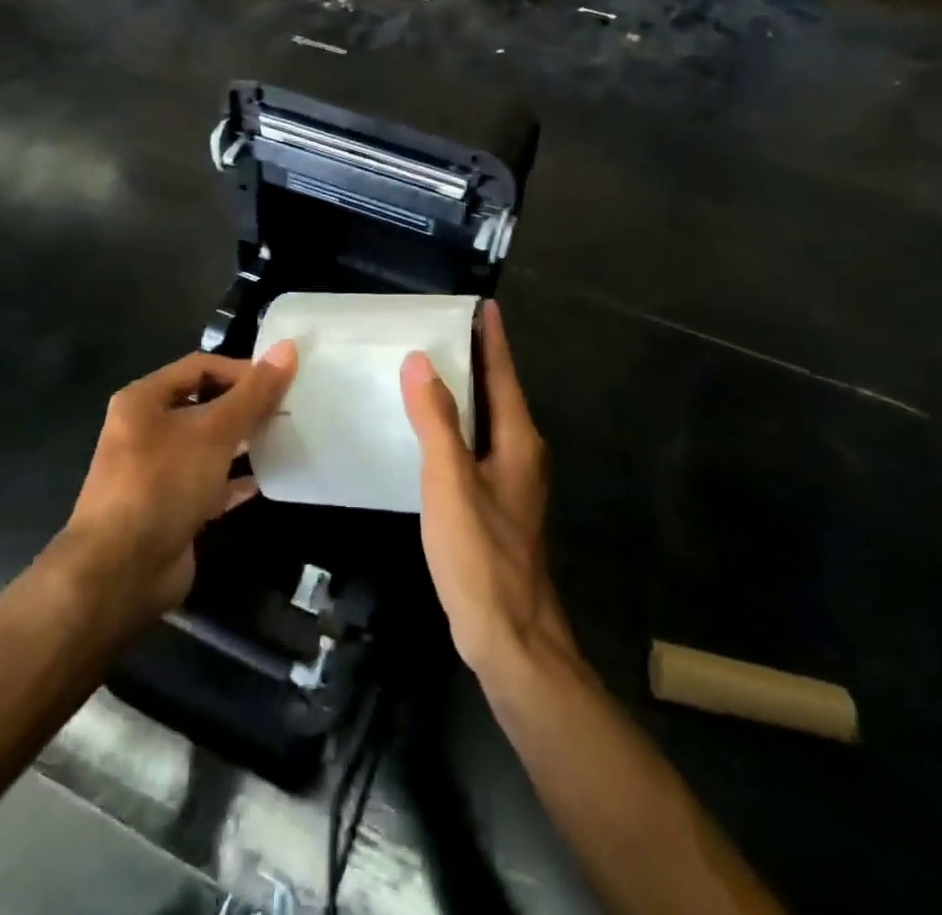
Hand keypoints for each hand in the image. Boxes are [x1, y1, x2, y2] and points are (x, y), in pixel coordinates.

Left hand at [63, 342, 295, 621]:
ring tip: (283, 438)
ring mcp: (156, 472)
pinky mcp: (170, 508)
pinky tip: (266, 479)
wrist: (120, 572)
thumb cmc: (163, 484)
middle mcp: (146, 430)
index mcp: (144, 400)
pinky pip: (209, 483)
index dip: (241, 370)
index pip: (200, 367)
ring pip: (208, 445)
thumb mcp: (213, 431)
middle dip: (244, 406)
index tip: (280, 383)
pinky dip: (235, 480)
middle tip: (287, 409)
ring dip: (242, 442)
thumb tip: (288, 347)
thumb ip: (253, 392)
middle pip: (204, 404)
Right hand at [401, 303, 574, 678]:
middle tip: (441, 329)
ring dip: (465, 393)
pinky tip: (429, 432)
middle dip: (476, 359)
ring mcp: (510, 482)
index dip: (492, 338)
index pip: (503, 374)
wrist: (509, 638)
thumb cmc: (481, 555)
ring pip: (487, 421)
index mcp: (517, 440)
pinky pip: (475, 447)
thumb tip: (420, 362)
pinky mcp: (495, 505)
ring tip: (429, 370)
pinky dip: (456, 427)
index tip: (482, 305)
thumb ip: (436, 421)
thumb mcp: (450, 482)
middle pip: (498, 393)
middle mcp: (520, 454)